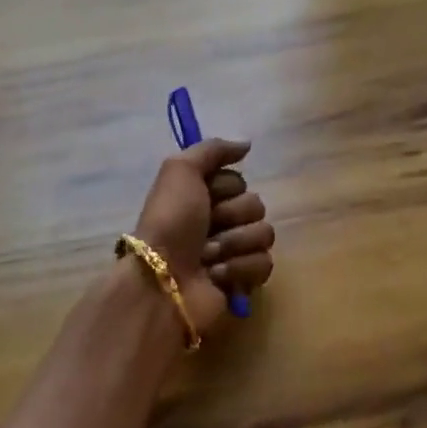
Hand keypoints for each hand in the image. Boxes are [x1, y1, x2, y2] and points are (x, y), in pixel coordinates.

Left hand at [131, 138, 274, 340]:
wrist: (162, 280)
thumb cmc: (170, 222)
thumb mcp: (180, 171)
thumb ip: (212, 150)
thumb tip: (247, 145)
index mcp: (203, 196)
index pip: (239, 182)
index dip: (224, 189)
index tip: (205, 197)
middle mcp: (218, 222)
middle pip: (256, 206)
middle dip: (232, 217)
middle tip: (206, 230)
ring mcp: (232, 253)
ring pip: (264, 235)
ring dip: (234, 245)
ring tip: (207, 257)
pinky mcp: (242, 282)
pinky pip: (264, 264)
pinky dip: (239, 269)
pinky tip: (216, 276)